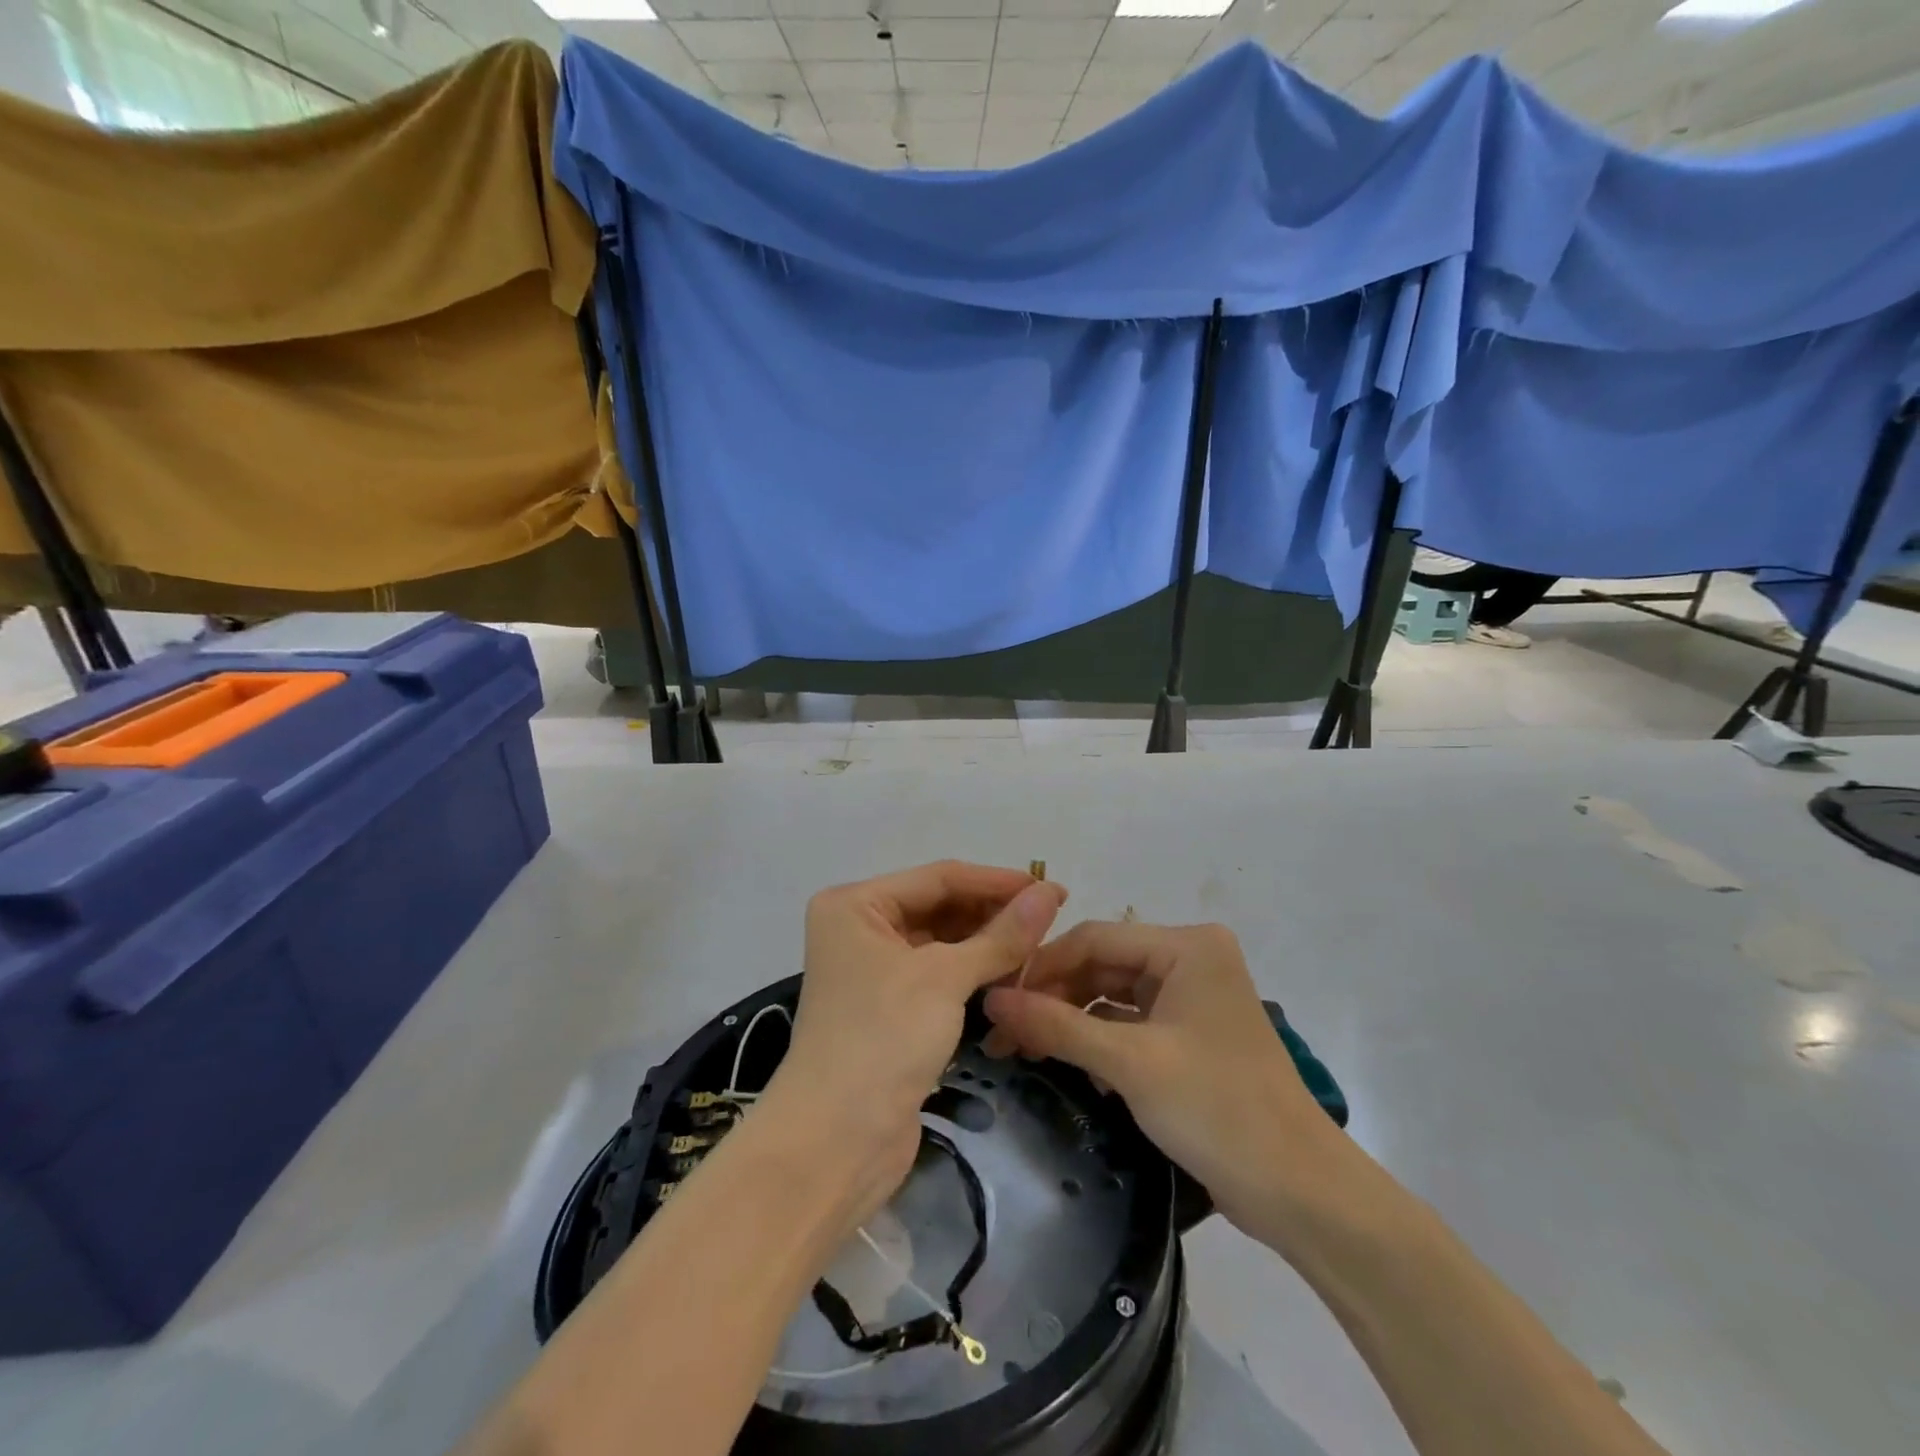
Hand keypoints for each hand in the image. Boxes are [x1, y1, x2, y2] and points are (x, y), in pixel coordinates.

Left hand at [761, 861, 1068, 1229]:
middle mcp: (860, 929)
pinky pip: (939, 975)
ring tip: (1042, 944)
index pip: (938, 878)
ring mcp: (874, 970)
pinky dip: (974, 973)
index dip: (997, 882)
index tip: (1052, 889)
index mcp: (856, 905)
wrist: (836, 1142)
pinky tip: (1013, 973)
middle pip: (939, 907)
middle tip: (1052, 918)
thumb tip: (1050, 893)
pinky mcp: (890, 1008)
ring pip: (942, 943)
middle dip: (993, 912)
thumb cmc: (883, 1039)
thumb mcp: (945, 979)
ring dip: (987, 944)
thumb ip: (1001, 935)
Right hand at [982, 920, 1344, 1245]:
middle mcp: (1191, 958)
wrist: (1300, 1192)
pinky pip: (1131, 1021)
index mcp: (1187, 946)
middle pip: (1103, 965)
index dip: (1042, 968)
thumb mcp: (1130, 1063)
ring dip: (1072, 1019)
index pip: (1095, 939)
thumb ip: (1057, 1025)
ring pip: (1113, 995)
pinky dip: (1098, 1039)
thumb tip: (991, 1000)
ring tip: (1023, 1048)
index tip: (995, 1000)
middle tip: (1003, 1032)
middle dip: (1054, 996)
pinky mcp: (1191, 1033)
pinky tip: (1066, 1060)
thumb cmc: (1217, 1110)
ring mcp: (1193, 997)